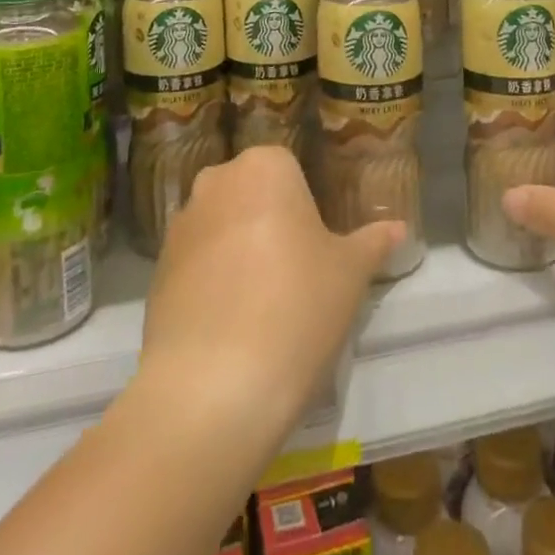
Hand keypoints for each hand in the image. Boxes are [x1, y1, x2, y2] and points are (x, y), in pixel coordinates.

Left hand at [141, 146, 401, 432]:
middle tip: (297, 273)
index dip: (308, 208)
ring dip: (239, 252)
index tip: (320, 246)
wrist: (212, 387)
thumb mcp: (350, 273)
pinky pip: (196, 265)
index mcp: (264, 166)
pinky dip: (212, 284)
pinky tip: (231, 326)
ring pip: (222, 228)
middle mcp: (216, 182)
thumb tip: (399, 228)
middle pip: (253, 195)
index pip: (291, 170)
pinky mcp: (156, 272)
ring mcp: (180, 226)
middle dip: (271, 223)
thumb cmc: (296, 307)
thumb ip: (373, 243)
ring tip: (263, 306)